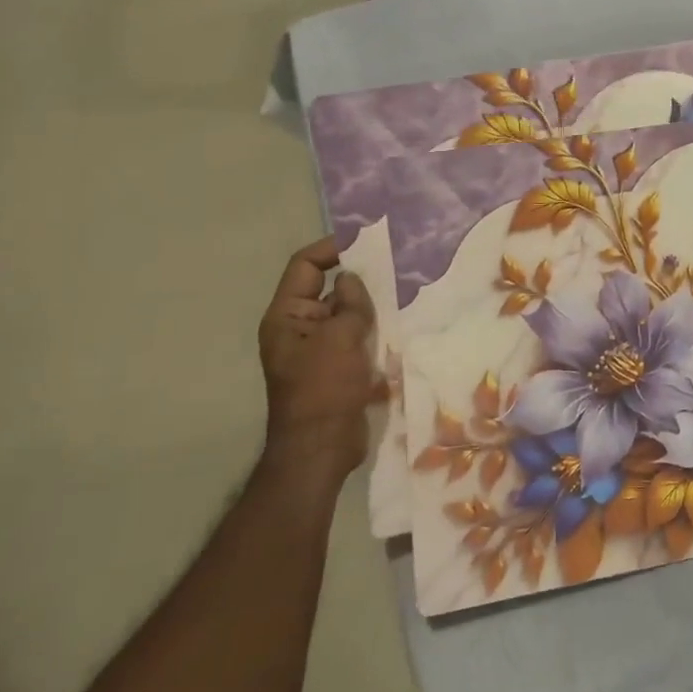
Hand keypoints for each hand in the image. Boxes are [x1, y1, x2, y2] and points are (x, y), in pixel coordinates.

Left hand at [258, 236, 382, 487]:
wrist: (321, 449)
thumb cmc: (323, 389)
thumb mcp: (338, 339)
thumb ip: (349, 304)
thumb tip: (352, 279)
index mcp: (287, 317)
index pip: (305, 266)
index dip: (331, 248)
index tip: (366, 242)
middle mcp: (300, 328)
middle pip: (329, 288)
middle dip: (360, 278)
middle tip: (396, 265)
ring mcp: (321, 349)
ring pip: (348, 314)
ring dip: (372, 306)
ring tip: (405, 291)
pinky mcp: (340, 368)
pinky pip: (358, 338)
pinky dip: (377, 330)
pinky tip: (403, 323)